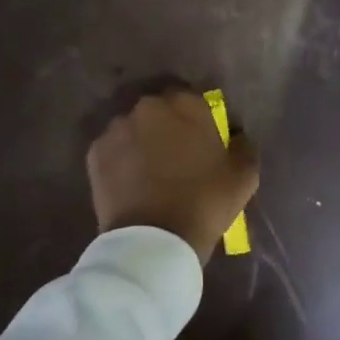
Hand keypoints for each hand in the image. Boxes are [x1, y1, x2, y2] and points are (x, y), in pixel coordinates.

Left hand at [87, 90, 259, 263]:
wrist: (154, 240)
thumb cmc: (205, 203)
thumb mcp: (243, 177)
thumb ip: (243, 146)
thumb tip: (237, 136)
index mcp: (185, 105)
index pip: (190, 99)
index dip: (194, 119)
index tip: (200, 140)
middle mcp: (148, 107)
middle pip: (158, 111)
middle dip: (165, 127)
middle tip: (175, 156)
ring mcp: (117, 128)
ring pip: (133, 128)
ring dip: (141, 141)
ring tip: (149, 172)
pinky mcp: (95, 152)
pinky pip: (113, 149)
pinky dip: (120, 160)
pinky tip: (130, 183)